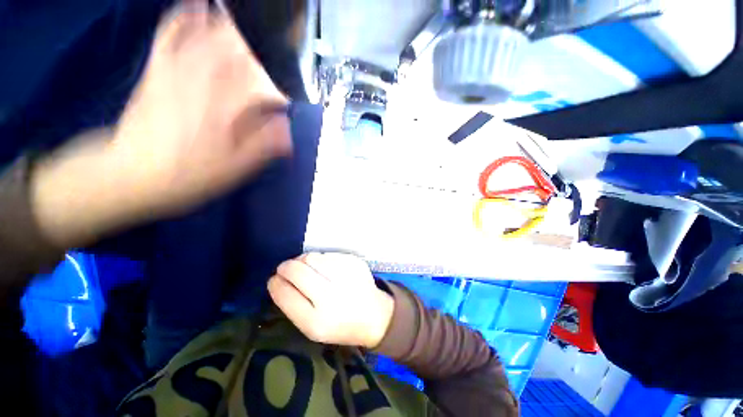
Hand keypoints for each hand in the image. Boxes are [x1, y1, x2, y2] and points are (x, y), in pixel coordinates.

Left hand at [31, 2, 290, 246]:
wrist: (131, 174)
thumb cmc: (189, 175)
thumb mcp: (235, 169)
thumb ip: (264, 146)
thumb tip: (287, 127)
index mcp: (227, 111)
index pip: (263, 85)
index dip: (281, 85)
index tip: (290, 92)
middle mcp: (204, 83)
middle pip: (239, 51)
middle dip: (261, 46)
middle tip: (276, 43)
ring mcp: (177, 71)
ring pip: (208, 35)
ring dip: (231, 24)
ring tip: (248, 17)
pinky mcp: (157, 69)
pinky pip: (170, 33)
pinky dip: (185, 16)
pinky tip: (198, 5)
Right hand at [268, 253, 394, 348]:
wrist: (374, 315)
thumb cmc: (339, 325)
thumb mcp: (312, 327)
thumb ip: (292, 305)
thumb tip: (278, 279)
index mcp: (317, 321)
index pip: (285, 294)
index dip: (275, 282)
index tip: (274, 279)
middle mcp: (332, 297)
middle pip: (297, 270)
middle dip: (286, 266)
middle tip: (286, 268)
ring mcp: (346, 276)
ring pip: (312, 257)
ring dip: (304, 260)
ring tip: (308, 269)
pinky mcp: (355, 262)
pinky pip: (328, 254)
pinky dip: (322, 259)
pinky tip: (327, 269)